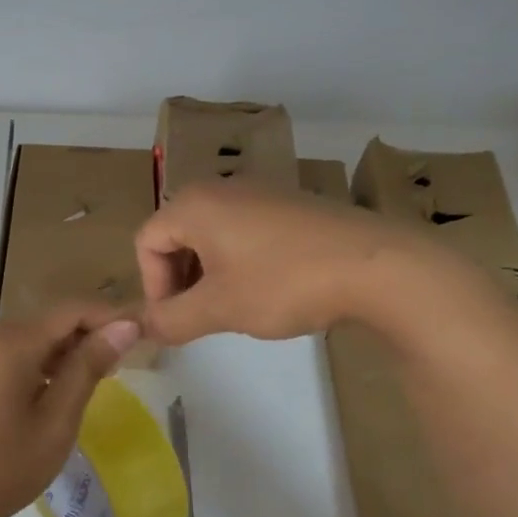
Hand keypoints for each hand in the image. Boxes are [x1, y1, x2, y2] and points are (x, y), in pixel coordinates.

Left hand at [0, 304, 141, 516]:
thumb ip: (88, 367)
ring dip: (55, 354)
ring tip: (78, 391)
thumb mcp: (55, 422)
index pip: (72, 311)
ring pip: (24, 337)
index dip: (110, 318)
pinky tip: (39, 395)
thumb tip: (125, 326)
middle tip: (113, 374)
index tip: (141, 335)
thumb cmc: (0, 470)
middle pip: (47, 323)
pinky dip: (27, 363)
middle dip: (82, 341)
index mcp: (9, 340)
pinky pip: (1, 350)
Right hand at [135, 180, 418, 344]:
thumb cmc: (284, 282)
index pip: (146, 241)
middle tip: (201, 317)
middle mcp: (221, 188)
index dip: (152, 286)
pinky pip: (244, 230)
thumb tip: (142, 328)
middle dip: (179, 280)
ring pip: (211, 234)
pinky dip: (239, 261)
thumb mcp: (220, 309)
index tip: (177, 320)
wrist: (376, 264)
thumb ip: (170, 319)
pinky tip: (269, 289)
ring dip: (209, 274)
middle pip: (176, 234)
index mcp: (194, 204)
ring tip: (235, 307)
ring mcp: (259, 192)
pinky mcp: (289, 203)